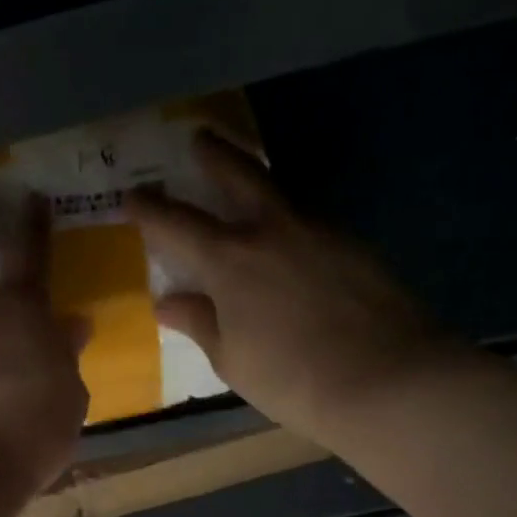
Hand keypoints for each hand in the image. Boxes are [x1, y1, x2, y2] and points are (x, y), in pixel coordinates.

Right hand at [125, 131, 470, 448]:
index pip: (176, 224)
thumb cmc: (291, 377)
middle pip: (238, 175)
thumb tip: (168, 303)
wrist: (385, 379)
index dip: (149, 208)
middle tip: (199, 138)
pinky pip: (309, 221)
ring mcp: (318, 231)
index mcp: (229, 260)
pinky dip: (288, 220)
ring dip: (256, 180)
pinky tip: (288, 239)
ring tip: (244, 182)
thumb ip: (199, 322)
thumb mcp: (231, 358)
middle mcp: (271, 230)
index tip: (131, 195)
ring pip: (279, 192)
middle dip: (213, 154)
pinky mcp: (353, 244)